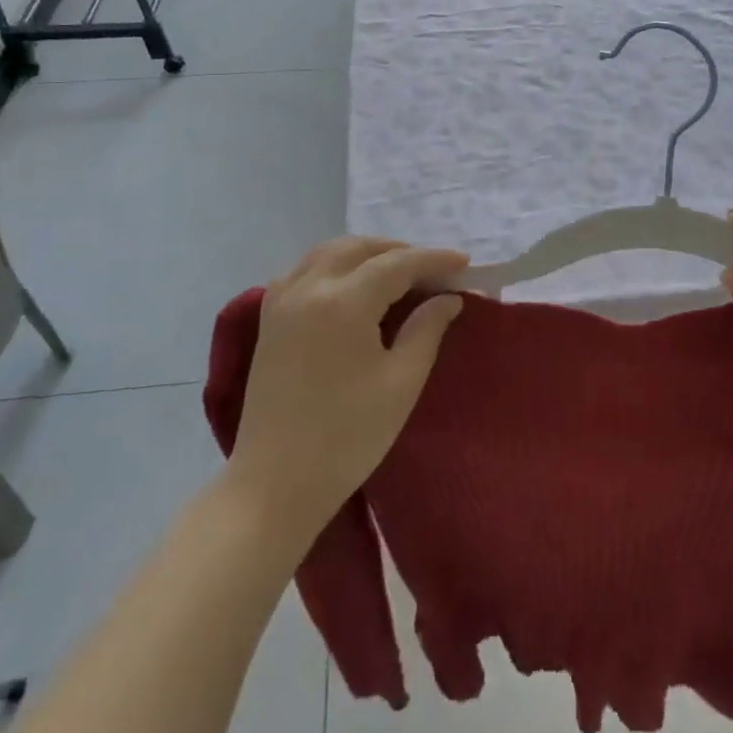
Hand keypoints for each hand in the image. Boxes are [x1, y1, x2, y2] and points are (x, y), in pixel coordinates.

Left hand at [229, 237, 468, 534]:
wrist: (275, 485)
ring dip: (366, 253)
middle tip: (433, 271)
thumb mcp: (401, 383)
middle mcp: (309, 287)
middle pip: (360, 248)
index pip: (397, 264)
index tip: (465, 264)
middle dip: (400, 252)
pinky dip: (332, 265)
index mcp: (343, 302)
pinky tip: (349, 284)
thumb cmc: (347, 438)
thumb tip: (448, 298)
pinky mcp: (268, 319)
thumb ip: (427, 330)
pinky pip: (303, 270)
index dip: (434, 260)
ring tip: (397, 272)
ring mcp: (282, 301)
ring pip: (329, 252)